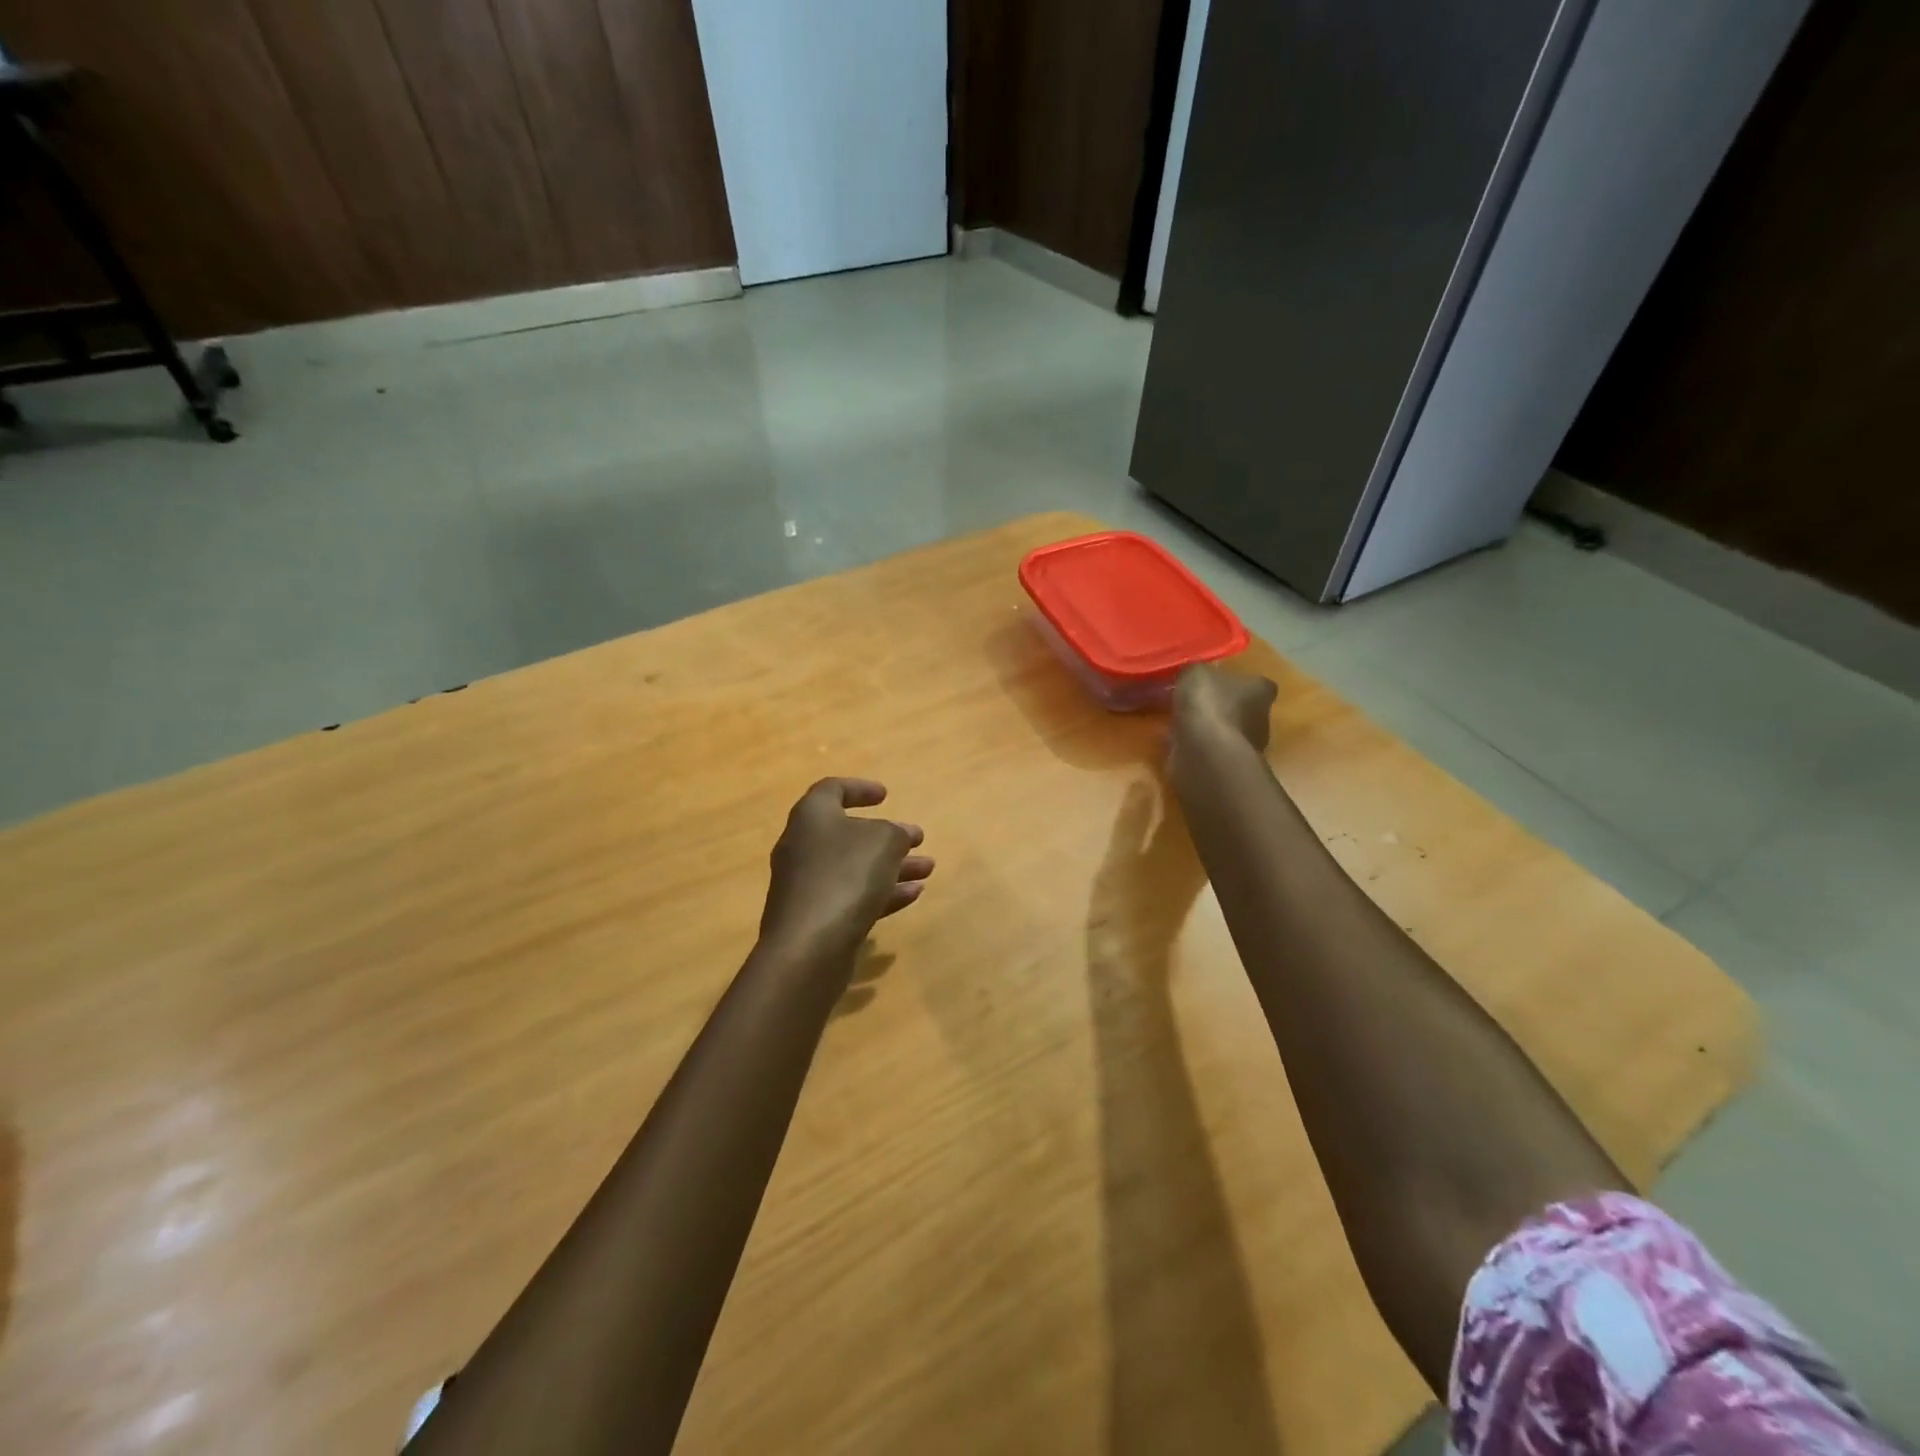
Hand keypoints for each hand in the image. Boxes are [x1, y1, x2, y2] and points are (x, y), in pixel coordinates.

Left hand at [759, 778, 934, 957]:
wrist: (808, 945)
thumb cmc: (846, 875)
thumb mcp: (884, 841)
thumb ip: (895, 833)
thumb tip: (898, 835)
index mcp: (812, 816)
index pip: (832, 790)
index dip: (860, 789)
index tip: (885, 795)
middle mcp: (803, 846)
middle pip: (847, 833)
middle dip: (886, 837)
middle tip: (916, 840)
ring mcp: (806, 884)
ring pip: (854, 868)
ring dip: (892, 867)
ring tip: (928, 870)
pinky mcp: (814, 917)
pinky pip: (851, 896)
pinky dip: (881, 893)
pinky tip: (913, 896)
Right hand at [1171, 664, 1277, 755]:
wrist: (1206, 754)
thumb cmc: (1209, 705)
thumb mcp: (1195, 672)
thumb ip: (1196, 670)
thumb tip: (1193, 673)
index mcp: (1261, 690)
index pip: (1256, 682)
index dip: (1236, 681)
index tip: (1215, 682)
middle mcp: (1262, 718)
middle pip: (1242, 707)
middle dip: (1221, 706)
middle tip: (1194, 702)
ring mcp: (1247, 745)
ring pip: (1226, 730)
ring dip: (1208, 728)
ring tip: (1180, 722)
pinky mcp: (1229, 765)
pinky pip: (1211, 749)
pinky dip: (1197, 746)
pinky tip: (1177, 741)